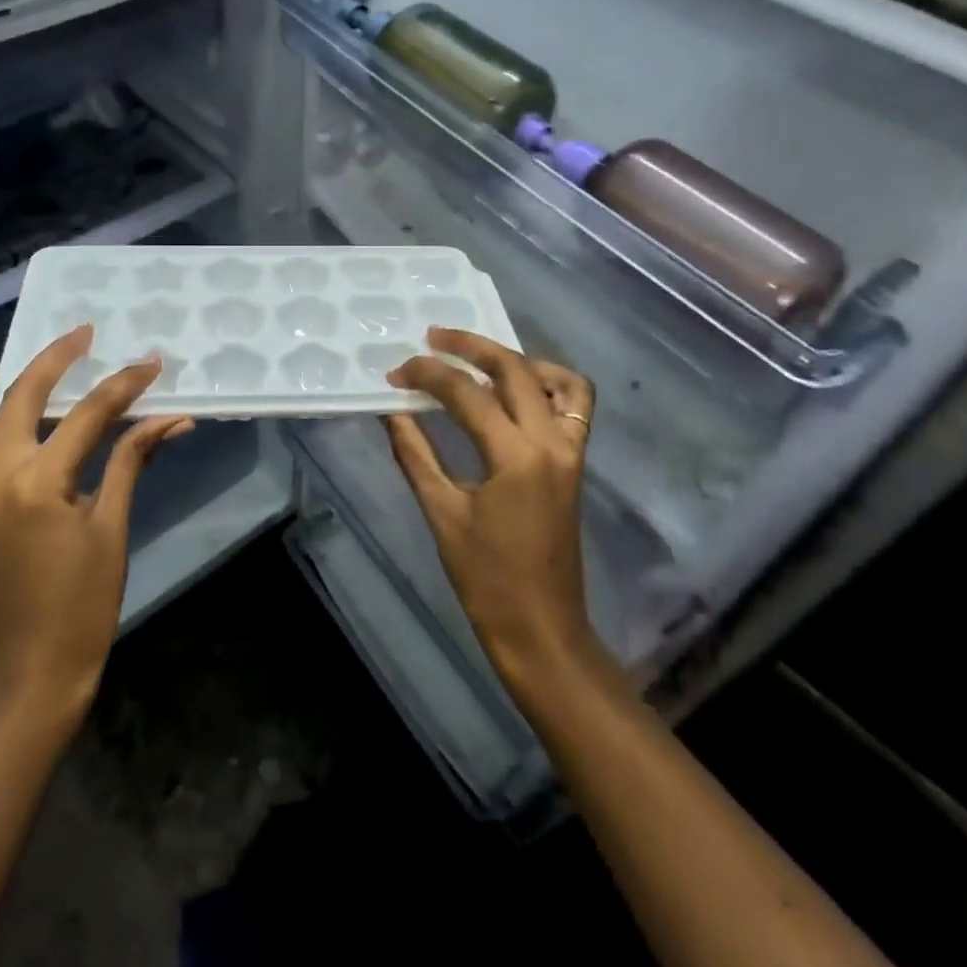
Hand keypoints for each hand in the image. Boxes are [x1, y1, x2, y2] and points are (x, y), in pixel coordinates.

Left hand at [0, 327, 191, 727]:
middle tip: (82, 332)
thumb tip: (172, 419)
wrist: (31, 671)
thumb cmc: (83, 604)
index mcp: (38, 484)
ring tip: (32, 357)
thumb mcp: (112, 528)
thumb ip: (131, 462)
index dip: (123, 385)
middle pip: (20, 397)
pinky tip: (13, 408)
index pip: (87, 415)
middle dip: (54, 359)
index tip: (150, 363)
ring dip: (3, 381)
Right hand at [384, 328, 607, 699]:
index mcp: (515, 456)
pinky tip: (516, 390)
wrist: (541, 627)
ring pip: (555, 379)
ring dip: (515, 359)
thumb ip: (415, 453)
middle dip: (470, 346)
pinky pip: (575, 405)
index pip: (466, 394)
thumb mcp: (441, 512)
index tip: (396, 372)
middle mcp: (551, 441)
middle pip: (513, 369)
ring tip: (478, 357)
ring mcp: (572, 450)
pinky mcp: (576, 461)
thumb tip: (390, 410)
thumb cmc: (485, 578)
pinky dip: (549, 384)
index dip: (427, 375)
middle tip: (433, 338)